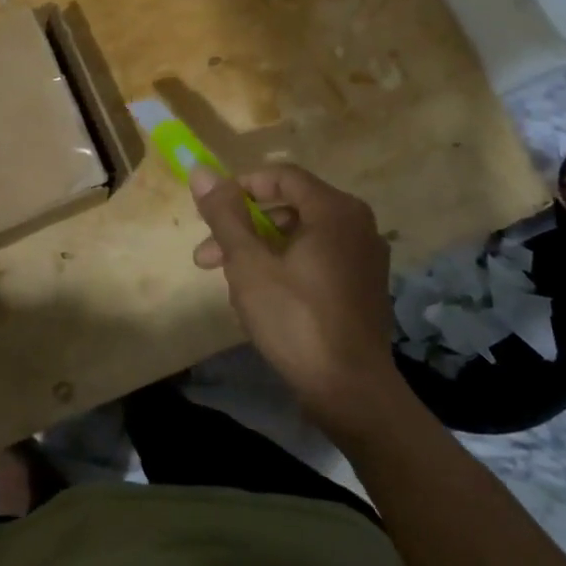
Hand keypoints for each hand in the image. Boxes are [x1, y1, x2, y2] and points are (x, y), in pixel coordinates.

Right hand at [190, 163, 398, 431]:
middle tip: (206, 256)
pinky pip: (317, 258)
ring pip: (300, 236)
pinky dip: (285, 266)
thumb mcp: (249, 264)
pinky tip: (261, 297)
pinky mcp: (363, 286)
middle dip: (242, 227)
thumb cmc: (296, 319)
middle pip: (289, 207)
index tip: (210, 213)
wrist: (352, 393)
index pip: (281, 176)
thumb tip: (201, 172)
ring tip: (227, 282)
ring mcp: (364, 257)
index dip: (240, 188)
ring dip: (258, 250)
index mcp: (335, 210)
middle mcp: (357, 224)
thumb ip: (225, 214)